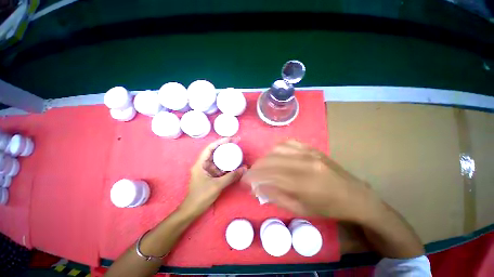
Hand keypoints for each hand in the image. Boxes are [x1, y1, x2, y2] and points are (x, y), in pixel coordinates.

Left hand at [181, 138, 246, 214]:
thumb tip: (245, 169)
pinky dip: (226, 165)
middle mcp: (203, 165)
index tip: (231, 139)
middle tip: (236, 143)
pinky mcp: (210, 176)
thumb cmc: (201, 196)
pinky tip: (233, 164)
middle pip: (215, 152)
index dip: (220, 142)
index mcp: (200, 164)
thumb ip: (231, 176)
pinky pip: (219, 167)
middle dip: (225, 147)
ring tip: (236, 151)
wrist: (192, 210)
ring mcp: (207, 170)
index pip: (210, 148)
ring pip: (217, 160)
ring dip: (226, 156)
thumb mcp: (217, 185)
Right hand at [243, 140, 382, 222]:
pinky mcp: (312, 148)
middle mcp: (304, 163)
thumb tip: (258, 188)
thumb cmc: (328, 208)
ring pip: (277, 149)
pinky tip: (274, 154)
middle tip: (251, 174)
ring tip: (261, 166)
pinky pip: (288, 143)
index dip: (253, 177)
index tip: (244, 180)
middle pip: (271, 160)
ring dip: (265, 157)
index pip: (269, 176)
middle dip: (256, 167)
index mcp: (303, 183)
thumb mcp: (300, 210)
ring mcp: (309, 152)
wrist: (355, 196)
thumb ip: (276, 197)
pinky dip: (277, 148)